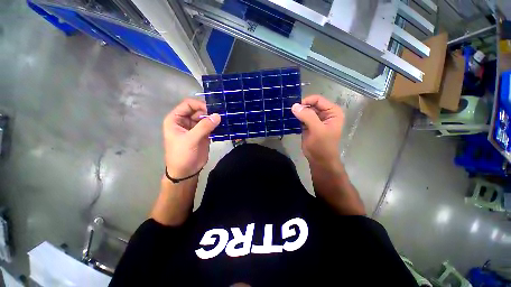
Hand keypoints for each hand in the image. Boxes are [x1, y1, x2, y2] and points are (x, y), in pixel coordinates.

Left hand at [163, 99, 219, 178]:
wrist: (186, 171)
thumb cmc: (182, 155)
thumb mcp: (191, 139)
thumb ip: (204, 126)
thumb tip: (218, 115)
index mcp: (176, 119)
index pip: (188, 105)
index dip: (200, 105)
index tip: (213, 110)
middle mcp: (185, 121)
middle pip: (198, 110)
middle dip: (209, 112)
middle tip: (222, 115)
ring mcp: (195, 127)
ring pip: (206, 118)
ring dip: (214, 118)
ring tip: (225, 119)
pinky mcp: (203, 134)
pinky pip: (211, 126)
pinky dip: (217, 125)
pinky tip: (224, 125)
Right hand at [291, 95, 343, 165]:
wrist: (319, 160)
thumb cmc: (322, 146)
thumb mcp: (317, 130)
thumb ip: (307, 116)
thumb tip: (294, 106)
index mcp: (332, 112)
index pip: (318, 100)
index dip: (307, 101)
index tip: (295, 107)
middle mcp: (325, 114)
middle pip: (310, 105)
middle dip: (300, 107)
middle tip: (289, 111)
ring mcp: (316, 120)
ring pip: (305, 111)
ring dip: (297, 113)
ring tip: (287, 114)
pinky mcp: (308, 125)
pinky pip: (301, 118)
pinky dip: (295, 118)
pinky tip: (289, 119)